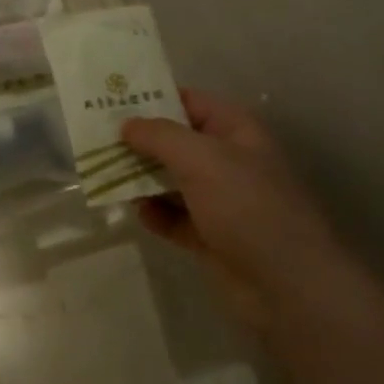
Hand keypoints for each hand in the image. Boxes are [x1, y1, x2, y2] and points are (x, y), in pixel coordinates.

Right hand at [122, 90, 347, 323]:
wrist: (287, 285)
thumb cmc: (247, 206)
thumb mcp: (201, 159)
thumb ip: (159, 136)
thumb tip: (126, 125)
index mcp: (235, 132)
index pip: (189, 101)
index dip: (153, 98)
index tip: (111, 101)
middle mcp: (228, 161)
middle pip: (175, 142)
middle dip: (140, 142)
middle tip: (97, 141)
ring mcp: (221, 201)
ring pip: (172, 180)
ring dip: (142, 179)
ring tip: (106, 176)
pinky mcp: (211, 236)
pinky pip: (175, 217)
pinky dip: (157, 215)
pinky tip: (140, 214)